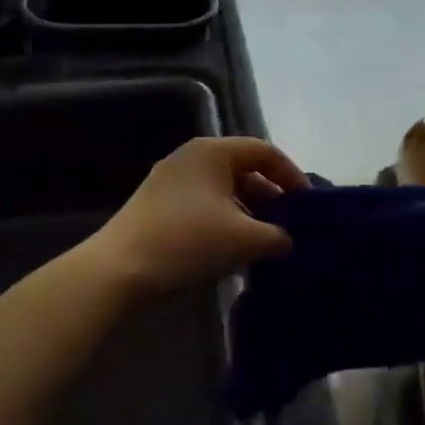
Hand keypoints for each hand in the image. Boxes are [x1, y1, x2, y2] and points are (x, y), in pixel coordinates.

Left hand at [85, 137, 308, 299]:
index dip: (292, 176)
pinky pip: (204, 207)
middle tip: (289, 227)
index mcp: (212, 152)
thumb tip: (286, 240)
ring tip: (264, 244)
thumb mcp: (245, 239)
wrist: (117, 272)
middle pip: (244, 170)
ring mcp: (169, 183)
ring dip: (248, 215)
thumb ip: (278, 236)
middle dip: (270, 199)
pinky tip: (233, 253)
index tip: (307, 206)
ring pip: (223, 192)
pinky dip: (224, 223)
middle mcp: (190, 158)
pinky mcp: (157, 208)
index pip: (265, 152)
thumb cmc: (188, 242)